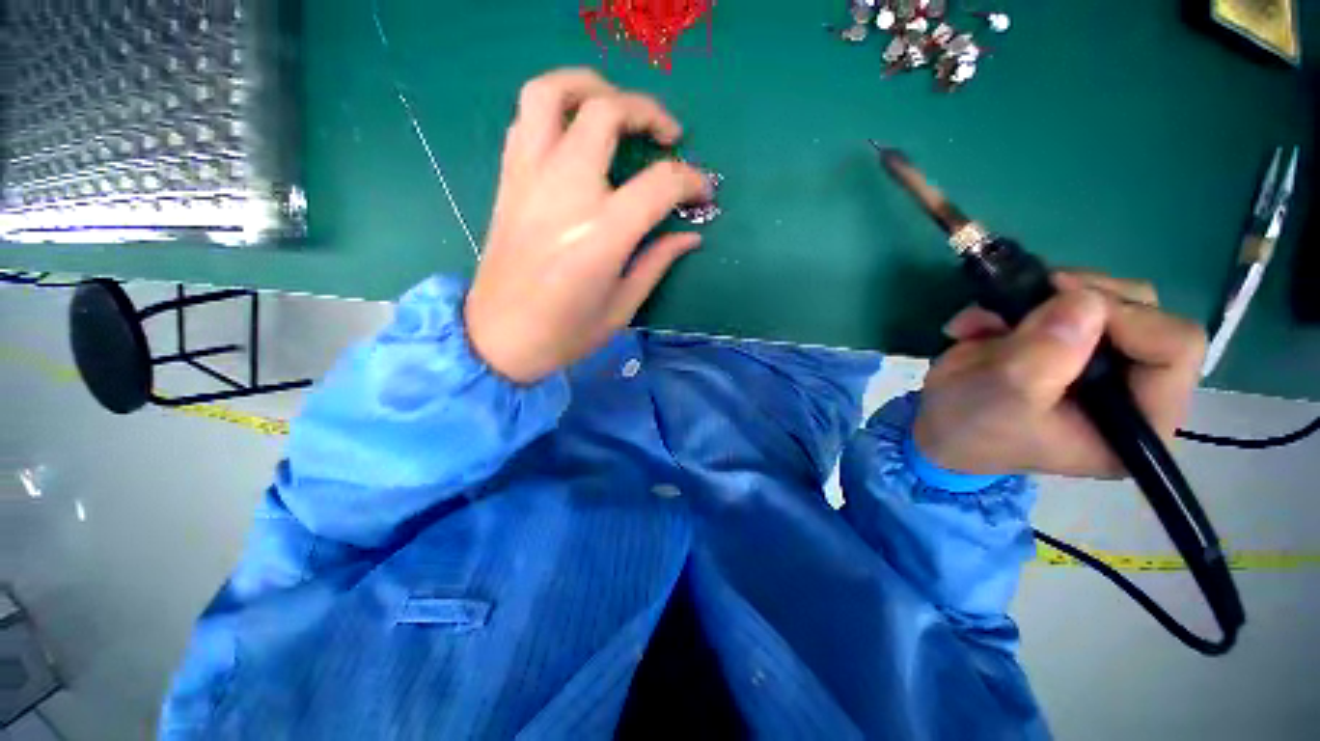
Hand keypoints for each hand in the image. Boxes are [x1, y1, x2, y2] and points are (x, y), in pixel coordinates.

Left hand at [464, 68, 711, 383]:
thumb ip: (657, 262)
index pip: (660, 183)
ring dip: (591, 86)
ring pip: (552, 94)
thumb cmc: (565, 333)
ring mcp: (530, 180)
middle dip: (647, 112)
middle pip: (606, 113)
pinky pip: (526, 120)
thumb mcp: (622, 307)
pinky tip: (576, 132)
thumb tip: (690, 235)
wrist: (497, 338)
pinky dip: (556, 109)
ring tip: (617, 107)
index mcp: (602, 234)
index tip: (703, 191)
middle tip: (668, 134)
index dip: (691, 181)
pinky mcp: (508, 181)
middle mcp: (565, 192)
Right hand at [913, 273, 1206, 478]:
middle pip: (1143, 310)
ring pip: (1103, 295)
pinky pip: (1059, 296)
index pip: (1175, 347)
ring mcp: (1101, 357)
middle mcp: (1134, 384)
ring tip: (984, 321)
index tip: (1062, 309)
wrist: (937, 426)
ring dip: (1037, 298)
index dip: (1126, 318)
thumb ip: (1046, 354)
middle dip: (1077, 299)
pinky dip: (1013, 301)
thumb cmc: (973, 428)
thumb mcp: (1005, 398)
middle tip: (1025, 303)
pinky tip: (979, 325)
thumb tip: (1082, 298)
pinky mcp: (1067, 339)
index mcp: (1141, 419)